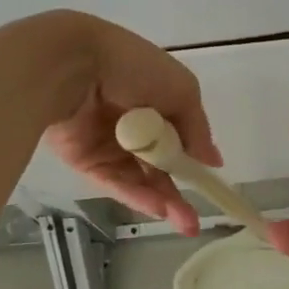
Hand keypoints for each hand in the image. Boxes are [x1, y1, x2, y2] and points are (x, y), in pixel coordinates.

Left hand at [37, 12, 220, 235]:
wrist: (75, 66)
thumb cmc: (134, 68)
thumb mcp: (181, 90)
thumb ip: (197, 128)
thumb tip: (213, 160)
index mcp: (154, 97)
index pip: (178, 134)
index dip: (192, 158)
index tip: (209, 179)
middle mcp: (132, 121)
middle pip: (158, 163)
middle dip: (178, 190)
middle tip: (193, 221)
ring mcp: (108, 143)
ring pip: (139, 178)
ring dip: (162, 198)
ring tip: (185, 222)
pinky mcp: (85, 160)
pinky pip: (115, 182)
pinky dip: (138, 196)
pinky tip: (159, 208)